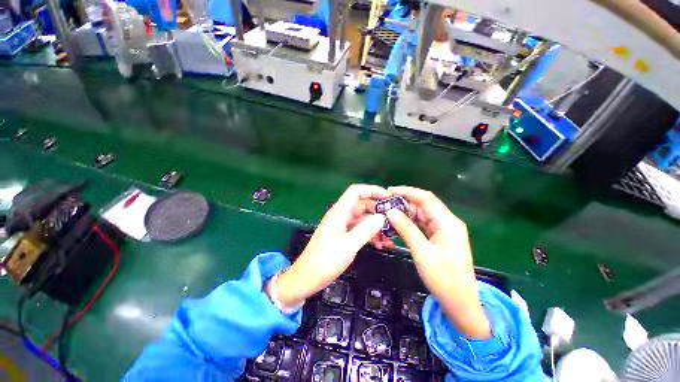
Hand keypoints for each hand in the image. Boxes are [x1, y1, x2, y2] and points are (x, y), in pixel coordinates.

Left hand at [271, 185, 389, 309]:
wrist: (307, 278)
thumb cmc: (325, 261)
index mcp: (339, 212)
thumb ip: (365, 230)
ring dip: (375, 225)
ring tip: (389, 237)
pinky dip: (369, 234)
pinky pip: (359, 229)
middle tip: (394, 219)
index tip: (388, 197)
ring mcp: (342, 225)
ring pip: (362, 219)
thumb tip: (382, 216)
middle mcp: (340, 215)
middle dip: (378, 210)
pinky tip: (379, 244)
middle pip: (362, 204)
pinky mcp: (343, 235)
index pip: (356, 192)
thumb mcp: (348, 245)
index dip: (372, 190)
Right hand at [386, 186, 490, 339]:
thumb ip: (406, 229)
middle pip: (423, 205)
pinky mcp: (439, 237)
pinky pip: (422, 225)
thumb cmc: (444, 279)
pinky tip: (397, 225)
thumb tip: (390, 211)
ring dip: (405, 214)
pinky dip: (409, 223)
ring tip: (387, 214)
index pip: (426, 198)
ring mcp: (443, 230)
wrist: (460, 303)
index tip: (389, 191)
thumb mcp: (422, 253)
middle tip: (384, 205)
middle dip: (403, 203)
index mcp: (447, 222)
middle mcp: (447, 222)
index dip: (407, 192)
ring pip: (421, 215)